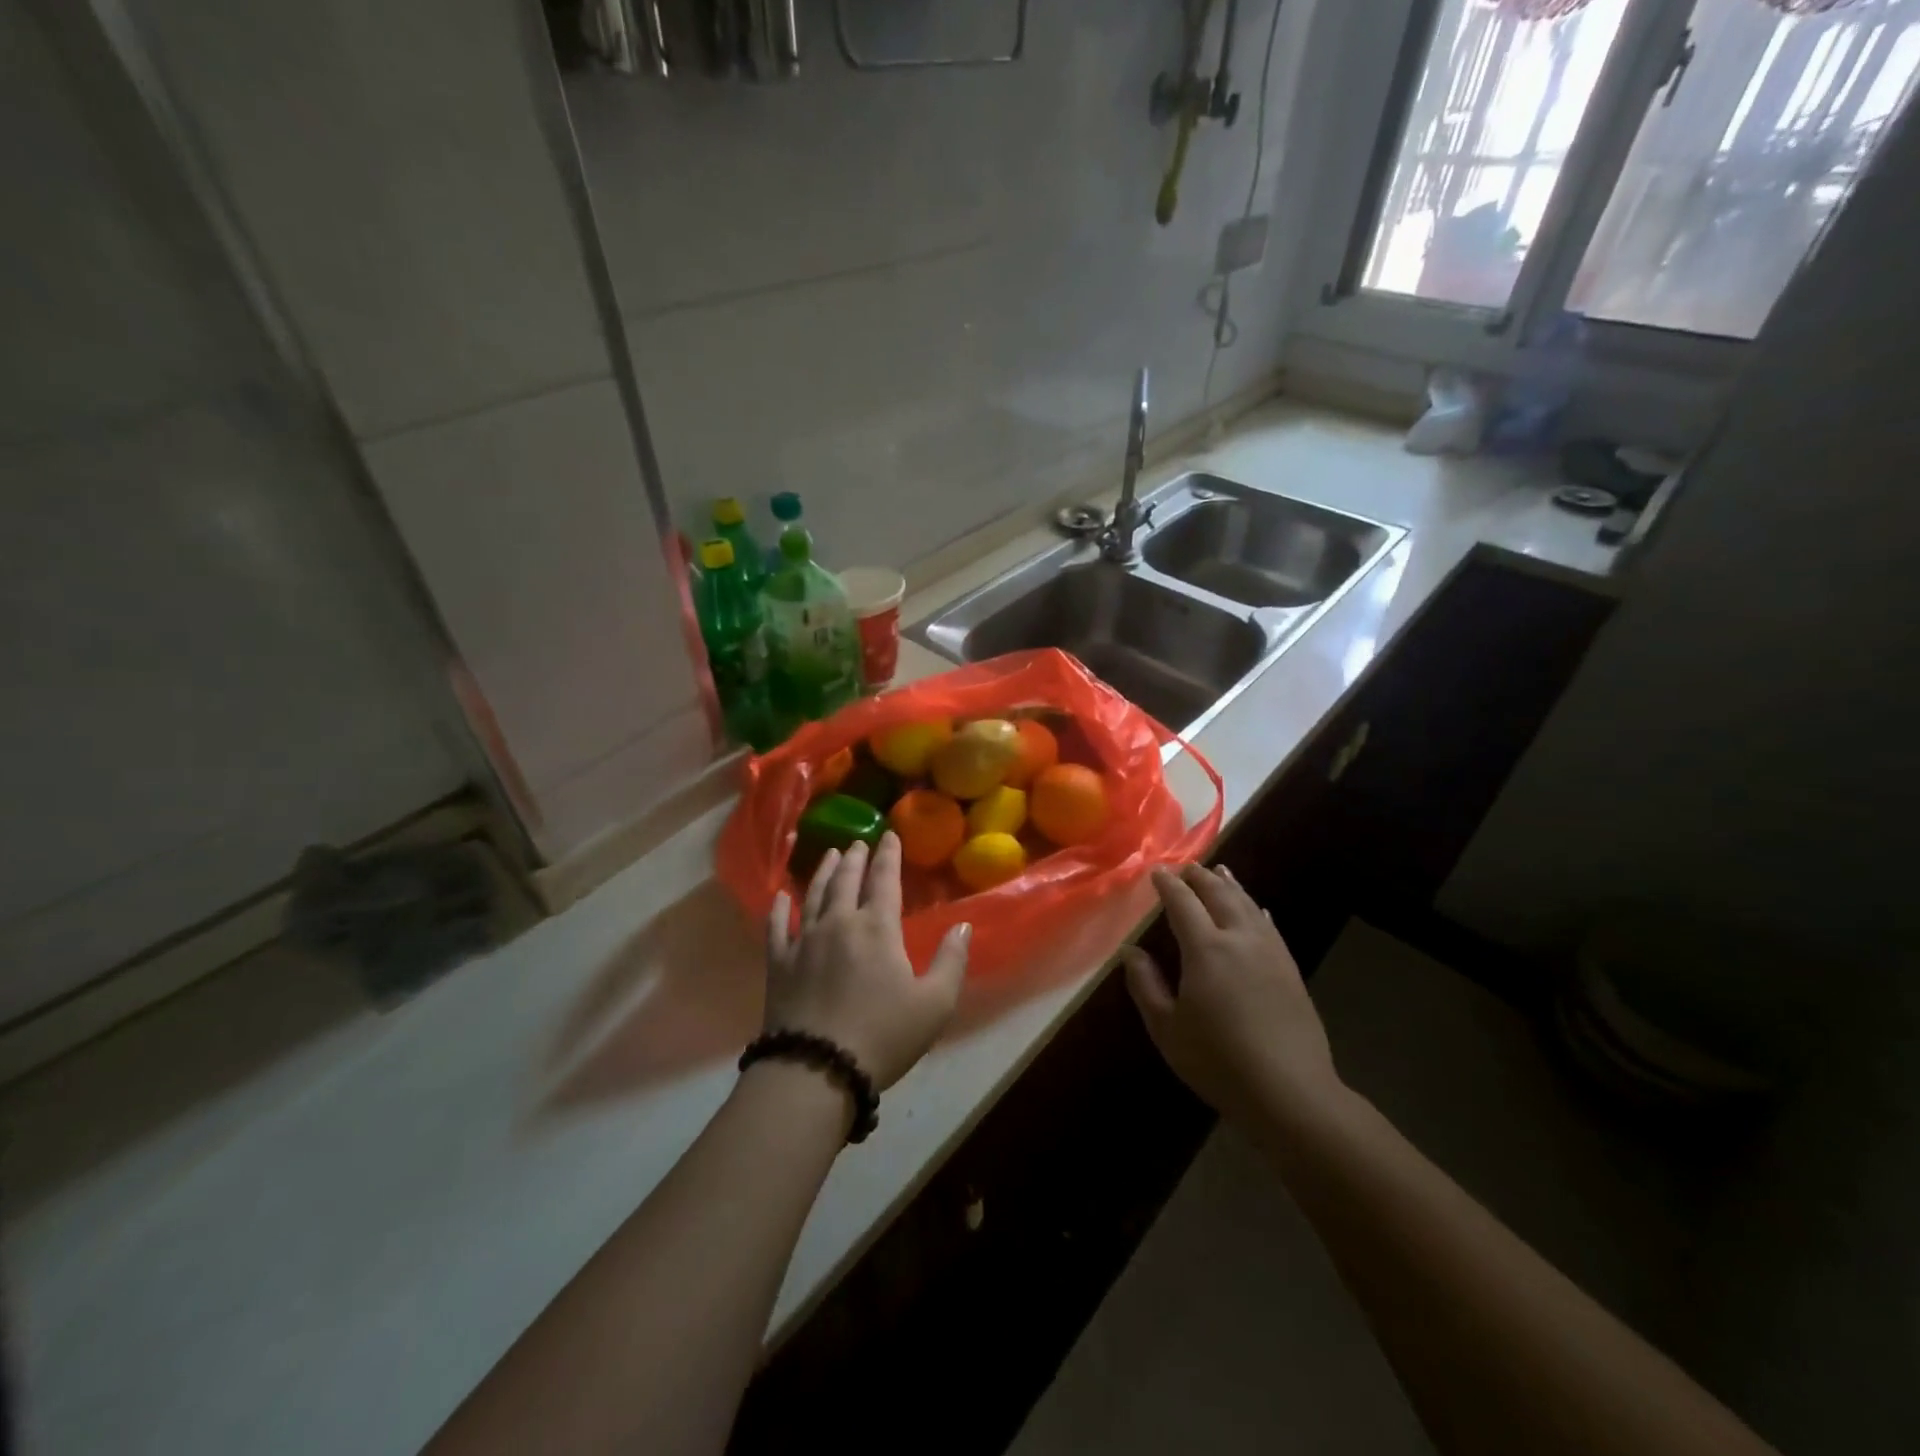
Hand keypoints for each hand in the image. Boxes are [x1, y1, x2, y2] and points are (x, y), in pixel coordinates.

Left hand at [765, 832, 970, 1092]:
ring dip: (822, 872)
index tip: (889, 835)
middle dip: (854, 858)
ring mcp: (804, 941)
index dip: (888, 855)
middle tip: (858, 842)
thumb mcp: (934, 1003)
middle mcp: (838, 923)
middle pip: (846, 880)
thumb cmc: (883, 1035)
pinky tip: (780, 897)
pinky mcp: (778, 963)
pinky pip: (777, 927)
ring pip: (813, 895)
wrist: (817, 1069)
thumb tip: (963, 925)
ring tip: (828, 855)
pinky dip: (779, 909)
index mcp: (877, 928)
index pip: (884, 879)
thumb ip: (951, 960)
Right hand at [1122, 864, 1342, 1122]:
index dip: (1169, 884)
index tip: (1157, 871)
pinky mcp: (1290, 970)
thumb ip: (1146, 984)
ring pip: (1249, 905)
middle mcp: (1240, 939)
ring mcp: (1270, 952)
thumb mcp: (1167, 1028)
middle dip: (1200, 877)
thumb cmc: (1218, 1061)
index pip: (1183, 903)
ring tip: (1221, 872)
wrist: (1290, 1092)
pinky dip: (1258, 910)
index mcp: (1206, 949)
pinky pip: (1270, 927)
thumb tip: (1131, 952)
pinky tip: (1258, 909)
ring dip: (1231, 886)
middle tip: (1186, 867)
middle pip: (1219, 894)